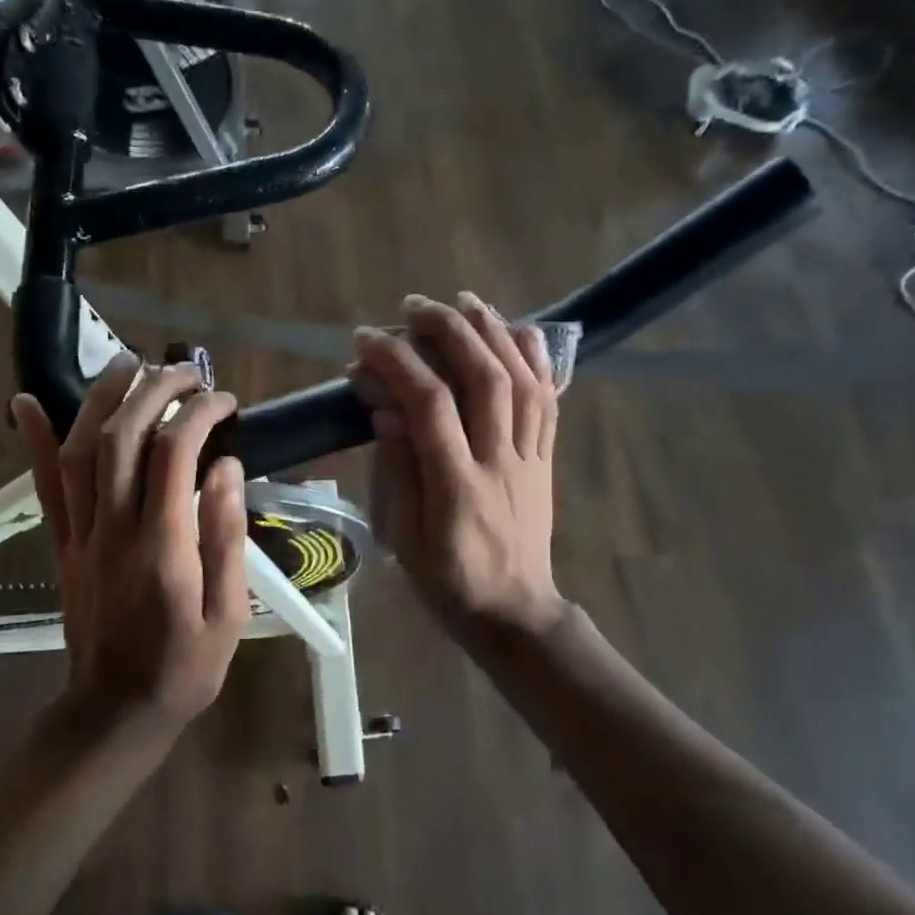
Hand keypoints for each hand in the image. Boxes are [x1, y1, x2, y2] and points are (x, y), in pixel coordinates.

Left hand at [11, 356, 248, 725]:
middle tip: (184, 370)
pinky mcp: (61, 545)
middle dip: (153, 391)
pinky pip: (44, 487)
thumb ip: (226, 537)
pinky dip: (35, 441)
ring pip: (79, 452)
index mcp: (164, 549)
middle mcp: (114, 532)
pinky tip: (26, 401)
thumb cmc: (185, 666)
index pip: (174, 456)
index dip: (198, 414)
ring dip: (100, 398)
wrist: (116, 711)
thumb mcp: (229, 613)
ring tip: (127, 362)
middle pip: (121, 439)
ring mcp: (80, 536)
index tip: (223, 401)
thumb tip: (226, 468)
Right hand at [352, 293, 565, 644]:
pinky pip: (549, 403)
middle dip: (448, 331)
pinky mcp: (546, 460)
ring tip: (465, 302)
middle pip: (483, 379)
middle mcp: (499, 462)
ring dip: (493, 333)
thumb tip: (386, 411)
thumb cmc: (447, 583)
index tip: (365, 341)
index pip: (429, 405)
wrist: (514, 612)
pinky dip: (537, 361)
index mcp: (456, 486)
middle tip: (413, 306)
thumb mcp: (404, 539)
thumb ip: (396, 473)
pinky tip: (522, 331)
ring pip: (521, 382)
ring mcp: (529, 459)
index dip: (397, 363)